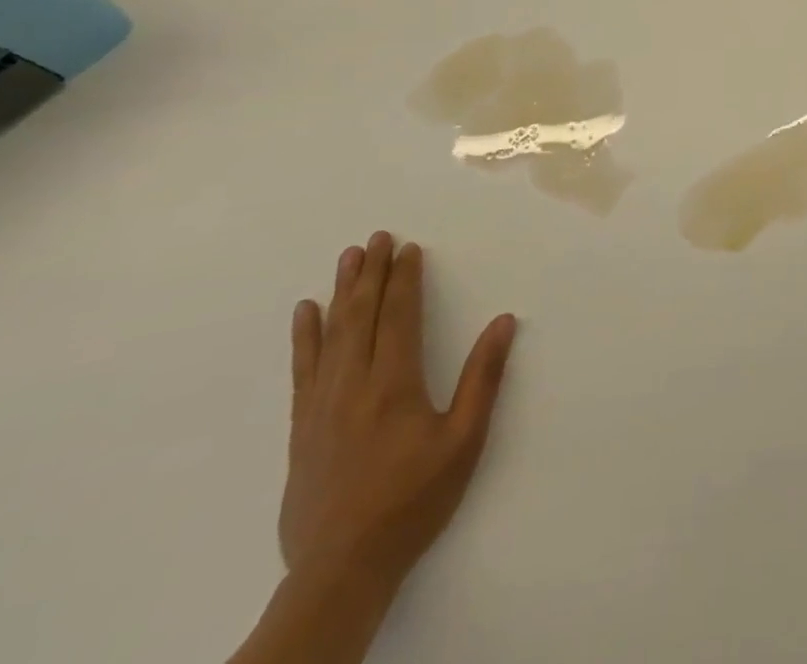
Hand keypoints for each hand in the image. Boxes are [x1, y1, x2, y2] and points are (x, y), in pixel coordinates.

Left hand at [280, 232, 517, 594]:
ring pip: (331, 333)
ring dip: (341, 292)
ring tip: (347, 258)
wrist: (342, 569)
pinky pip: (303, 369)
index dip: (405, 279)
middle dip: (371, 272)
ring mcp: (322, 405)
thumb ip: (483, 378)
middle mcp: (354, 383)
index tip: (409, 249)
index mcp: (395, 383)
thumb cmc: (413, 500)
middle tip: (377, 237)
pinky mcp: (302, 428)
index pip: (399, 315)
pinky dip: (305, 336)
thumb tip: (504, 321)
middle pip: (362, 314)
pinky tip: (305, 313)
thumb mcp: (464, 441)